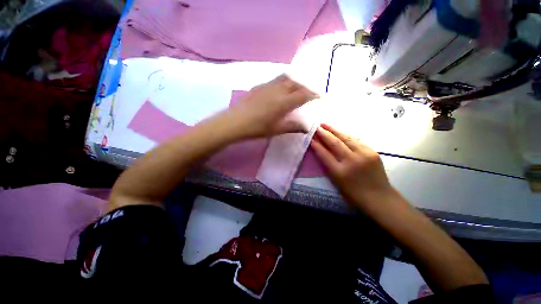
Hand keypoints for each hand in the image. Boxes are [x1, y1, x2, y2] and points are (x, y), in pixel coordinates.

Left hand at [222, 75, 317, 138]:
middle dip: (305, 87)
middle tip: (309, 93)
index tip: (320, 96)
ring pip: (285, 78)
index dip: (314, 94)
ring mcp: (267, 86)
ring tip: (296, 89)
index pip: (303, 95)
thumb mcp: (276, 130)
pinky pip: (275, 80)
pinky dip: (283, 82)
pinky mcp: (259, 86)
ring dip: (294, 82)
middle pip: (295, 83)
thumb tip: (306, 128)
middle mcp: (277, 90)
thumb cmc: (256, 128)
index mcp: (283, 102)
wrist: (234, 122)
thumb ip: (292, 127)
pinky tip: (280, 90)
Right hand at [310, 124, 394, 209]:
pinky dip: (346, 135)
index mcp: (340, 172)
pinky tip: (340, 131)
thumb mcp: (336, 182)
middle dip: (324, 133)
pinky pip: (356, 140)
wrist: (380, 198)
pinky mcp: (372, 152)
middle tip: (316, 127)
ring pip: (346, 138)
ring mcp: (364, 155)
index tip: (310, 137)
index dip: (316, 144)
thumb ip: (328, 166)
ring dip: (335, 130)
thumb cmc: (354, 194)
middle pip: (335, 143)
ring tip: (326, 124)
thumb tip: (320, 151)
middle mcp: (351, 161)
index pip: (324, 154)